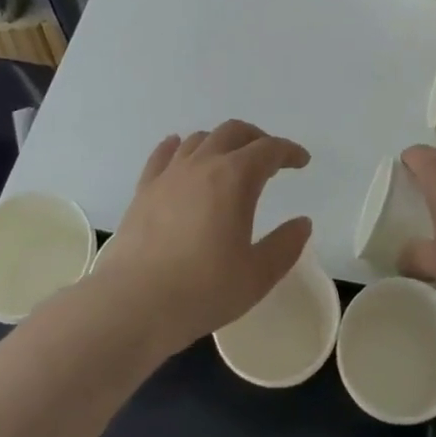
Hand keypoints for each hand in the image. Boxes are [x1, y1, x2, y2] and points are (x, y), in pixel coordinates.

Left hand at [105, 120, 312, 353]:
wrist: (133, 304)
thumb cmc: (202, 290)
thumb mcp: (257, 275)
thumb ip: (285, 246)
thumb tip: (302, 223)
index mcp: (235, 178)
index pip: (269, 149)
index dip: (289, 151)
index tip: (301, 161)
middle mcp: (203, 164)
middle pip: (233, 132)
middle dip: (257, 138)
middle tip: (270, 157)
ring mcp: (169, 174)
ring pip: (199, 139)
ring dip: (221, 142)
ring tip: (229, 160)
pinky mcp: (144, 190)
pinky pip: (163, 155)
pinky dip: (179, 146)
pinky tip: (180, 150)